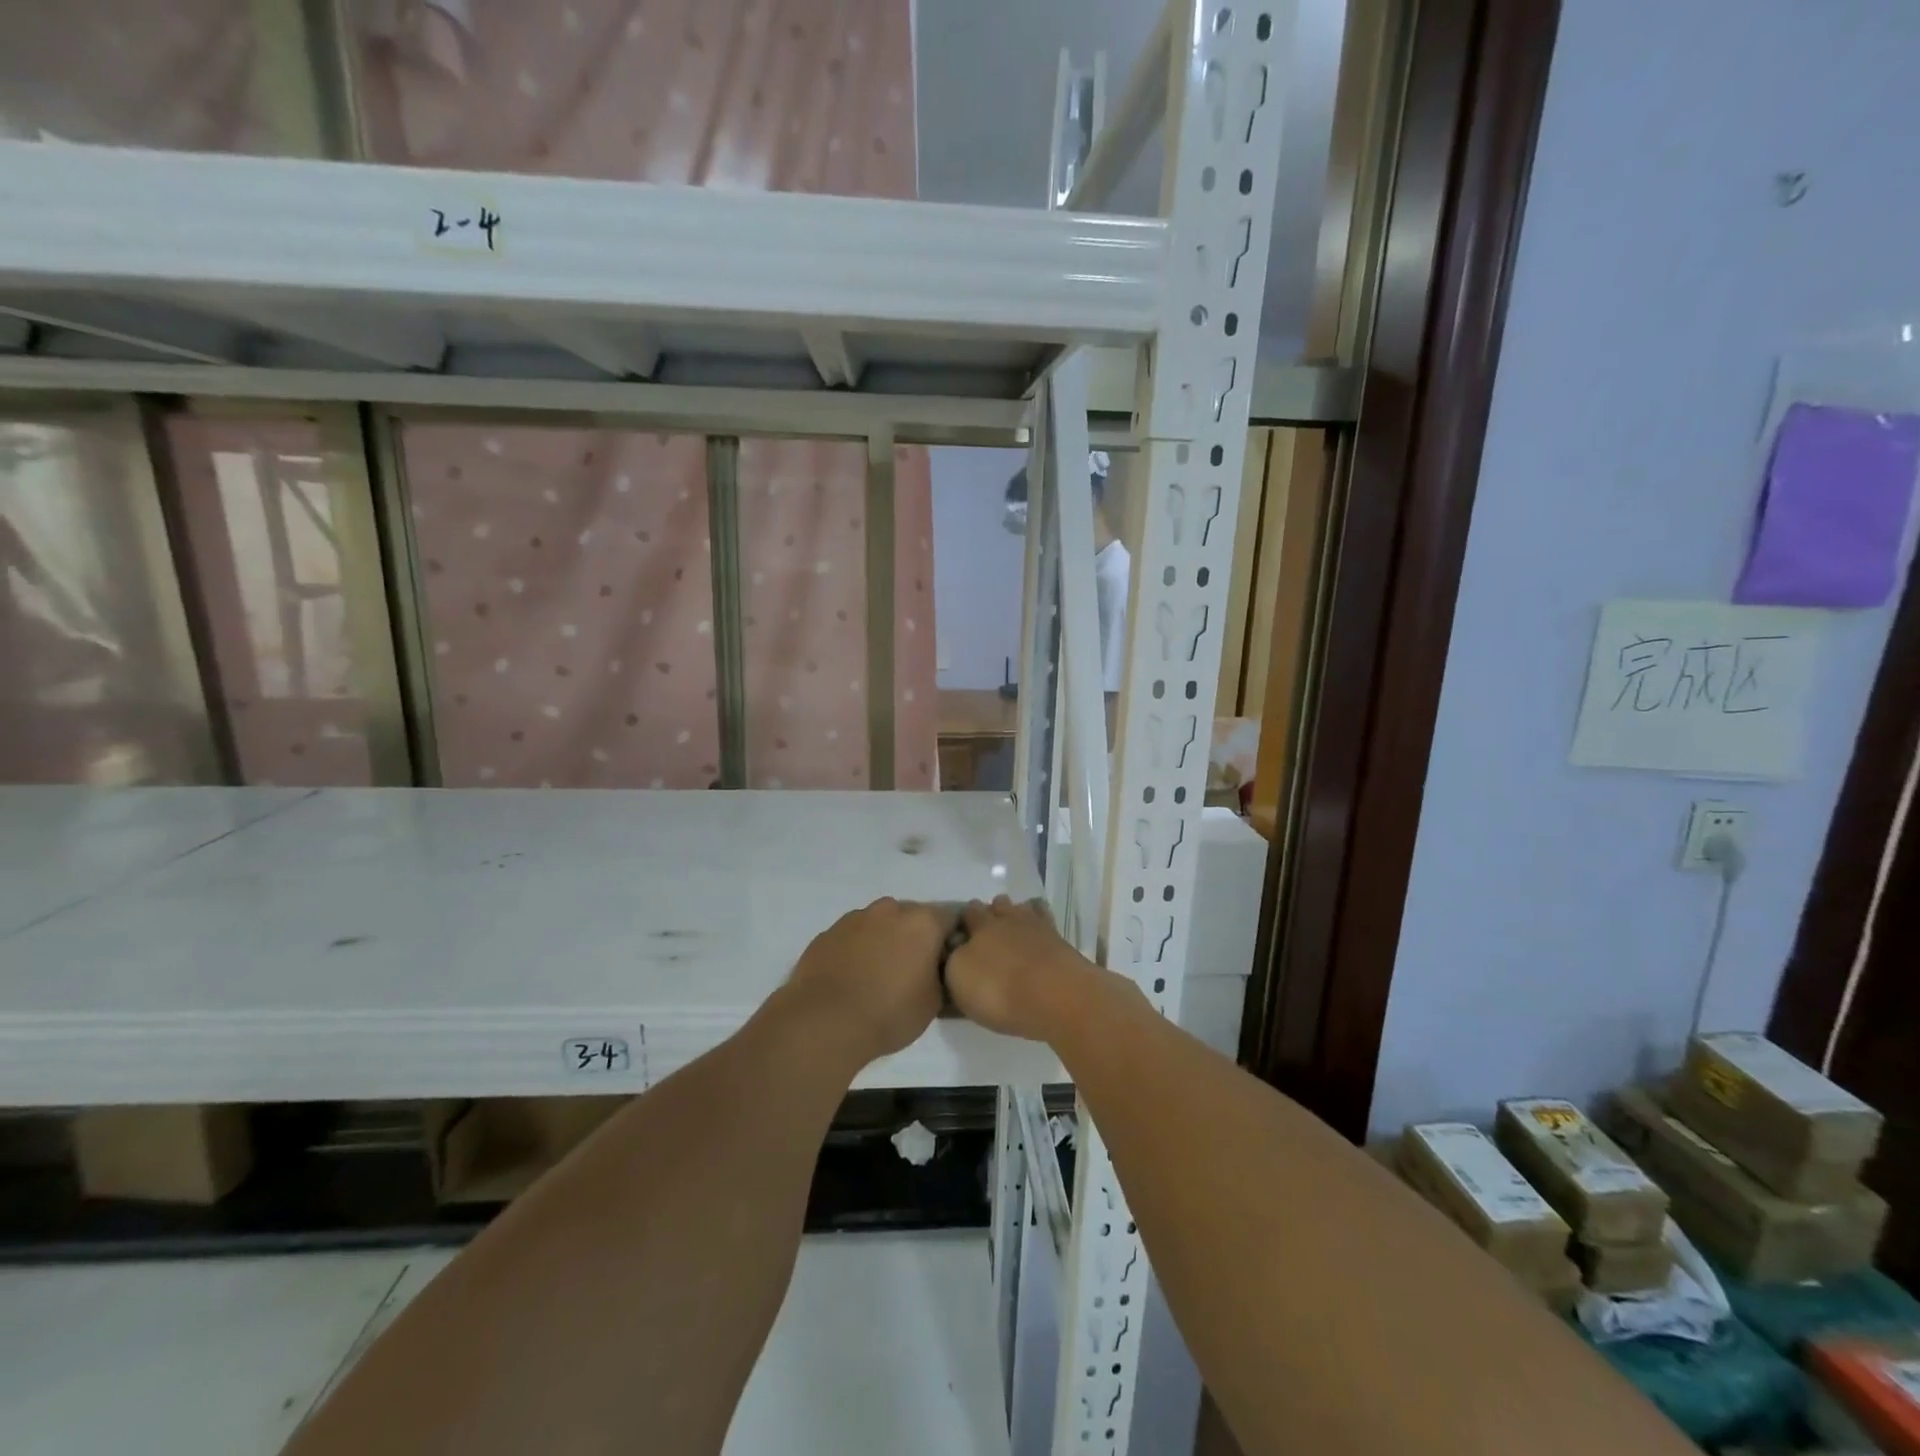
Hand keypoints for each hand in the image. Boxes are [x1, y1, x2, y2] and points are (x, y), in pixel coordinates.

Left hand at [779, 898, 953, 1067]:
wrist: (825, 1022)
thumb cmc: (889, 1013)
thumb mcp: (933, 1003)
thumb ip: (940, 976)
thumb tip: (934, 968)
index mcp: (922, 923)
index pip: (949, 919)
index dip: (948, 939)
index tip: (943, 961)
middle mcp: (890, 910)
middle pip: (911, 916)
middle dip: (914, 937)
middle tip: (911, 968)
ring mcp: (855, 918)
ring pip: (879, 923)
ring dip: (883, 940)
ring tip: (877, 974)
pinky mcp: (828, 933)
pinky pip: (852, 936)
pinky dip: (856, 949)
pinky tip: (851, 977)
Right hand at [944, 896, 1101, 1040]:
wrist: (1056, 996)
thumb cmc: (999, 990)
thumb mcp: (959, 979)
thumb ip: (954, 960)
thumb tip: (957, 951)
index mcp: (980, 927)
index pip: (969, 913)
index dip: (965, 919)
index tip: (962, 930)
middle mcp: (1008, 919)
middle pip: (998, 906)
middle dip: (992, 912)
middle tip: (989, 929)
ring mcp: (1038, 927)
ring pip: (1024, 909)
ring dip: (1017, 913)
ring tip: (1014, 928)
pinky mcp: (1061, 941)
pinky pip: (1046, 922)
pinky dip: (1041, 924)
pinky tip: (1039, 934)